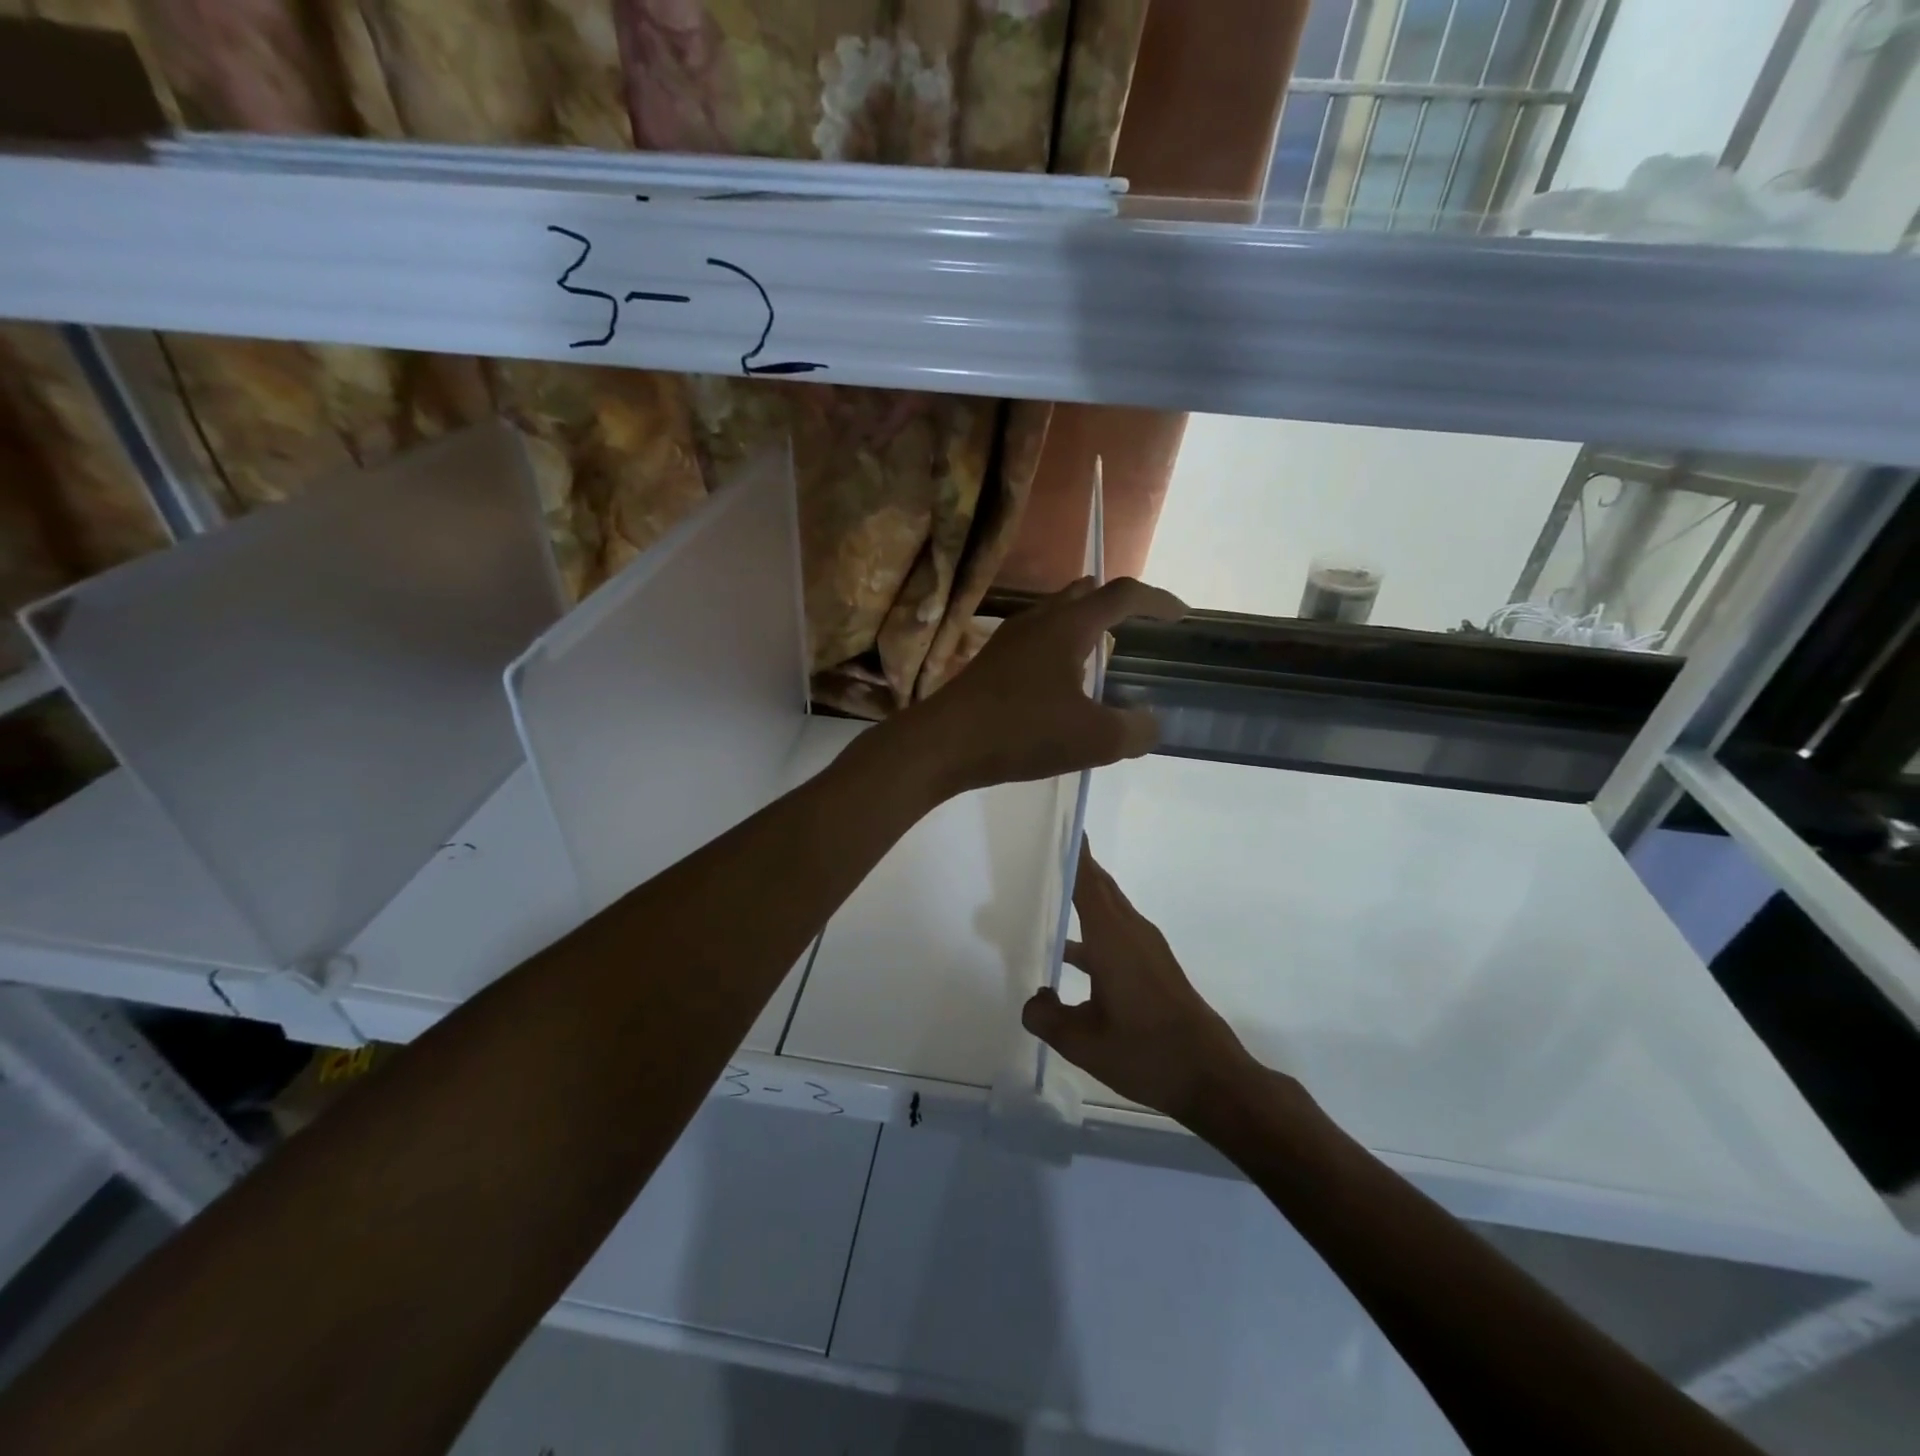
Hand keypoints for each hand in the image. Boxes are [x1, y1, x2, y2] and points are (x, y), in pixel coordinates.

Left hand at [905, 577, 1185, 794]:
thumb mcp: (1094, 739)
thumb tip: (1150, 723)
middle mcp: (1037, 621)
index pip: (1122, 596)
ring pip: (1054, 616)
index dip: (1157, 600)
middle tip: (1136, 624)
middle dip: (1114, 604)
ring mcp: (1007, 641)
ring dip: (1083, 626)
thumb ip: (1134, 730)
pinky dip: (1058, 648)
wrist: (942, 744)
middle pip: (1083, 595)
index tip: (1180, 615)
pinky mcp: (989, 664)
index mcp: (1068, 626)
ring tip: (1101, 652)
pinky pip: (1035, 641)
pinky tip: (1058, 683)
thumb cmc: (1022, 732)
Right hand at [1022, 845, 1256, 1122]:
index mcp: (1113, 939)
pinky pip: (1116, 930)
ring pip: (1109, 909)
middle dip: (1075, 867)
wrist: (1212, 1077)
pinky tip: (1068, 953)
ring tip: (1045, 895)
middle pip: (1100, 887)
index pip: (1088, 882)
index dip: (1074, 853)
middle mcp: (1131, 932)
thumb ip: (1047, 1018)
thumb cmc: (1146, 1054)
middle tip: (1040, 851)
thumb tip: (1033, 999)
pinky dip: (1092, 926)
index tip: (1058, 824)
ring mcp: (1146, 948)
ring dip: (1082, 897)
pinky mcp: (1154, 965)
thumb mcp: (1084, 1044)